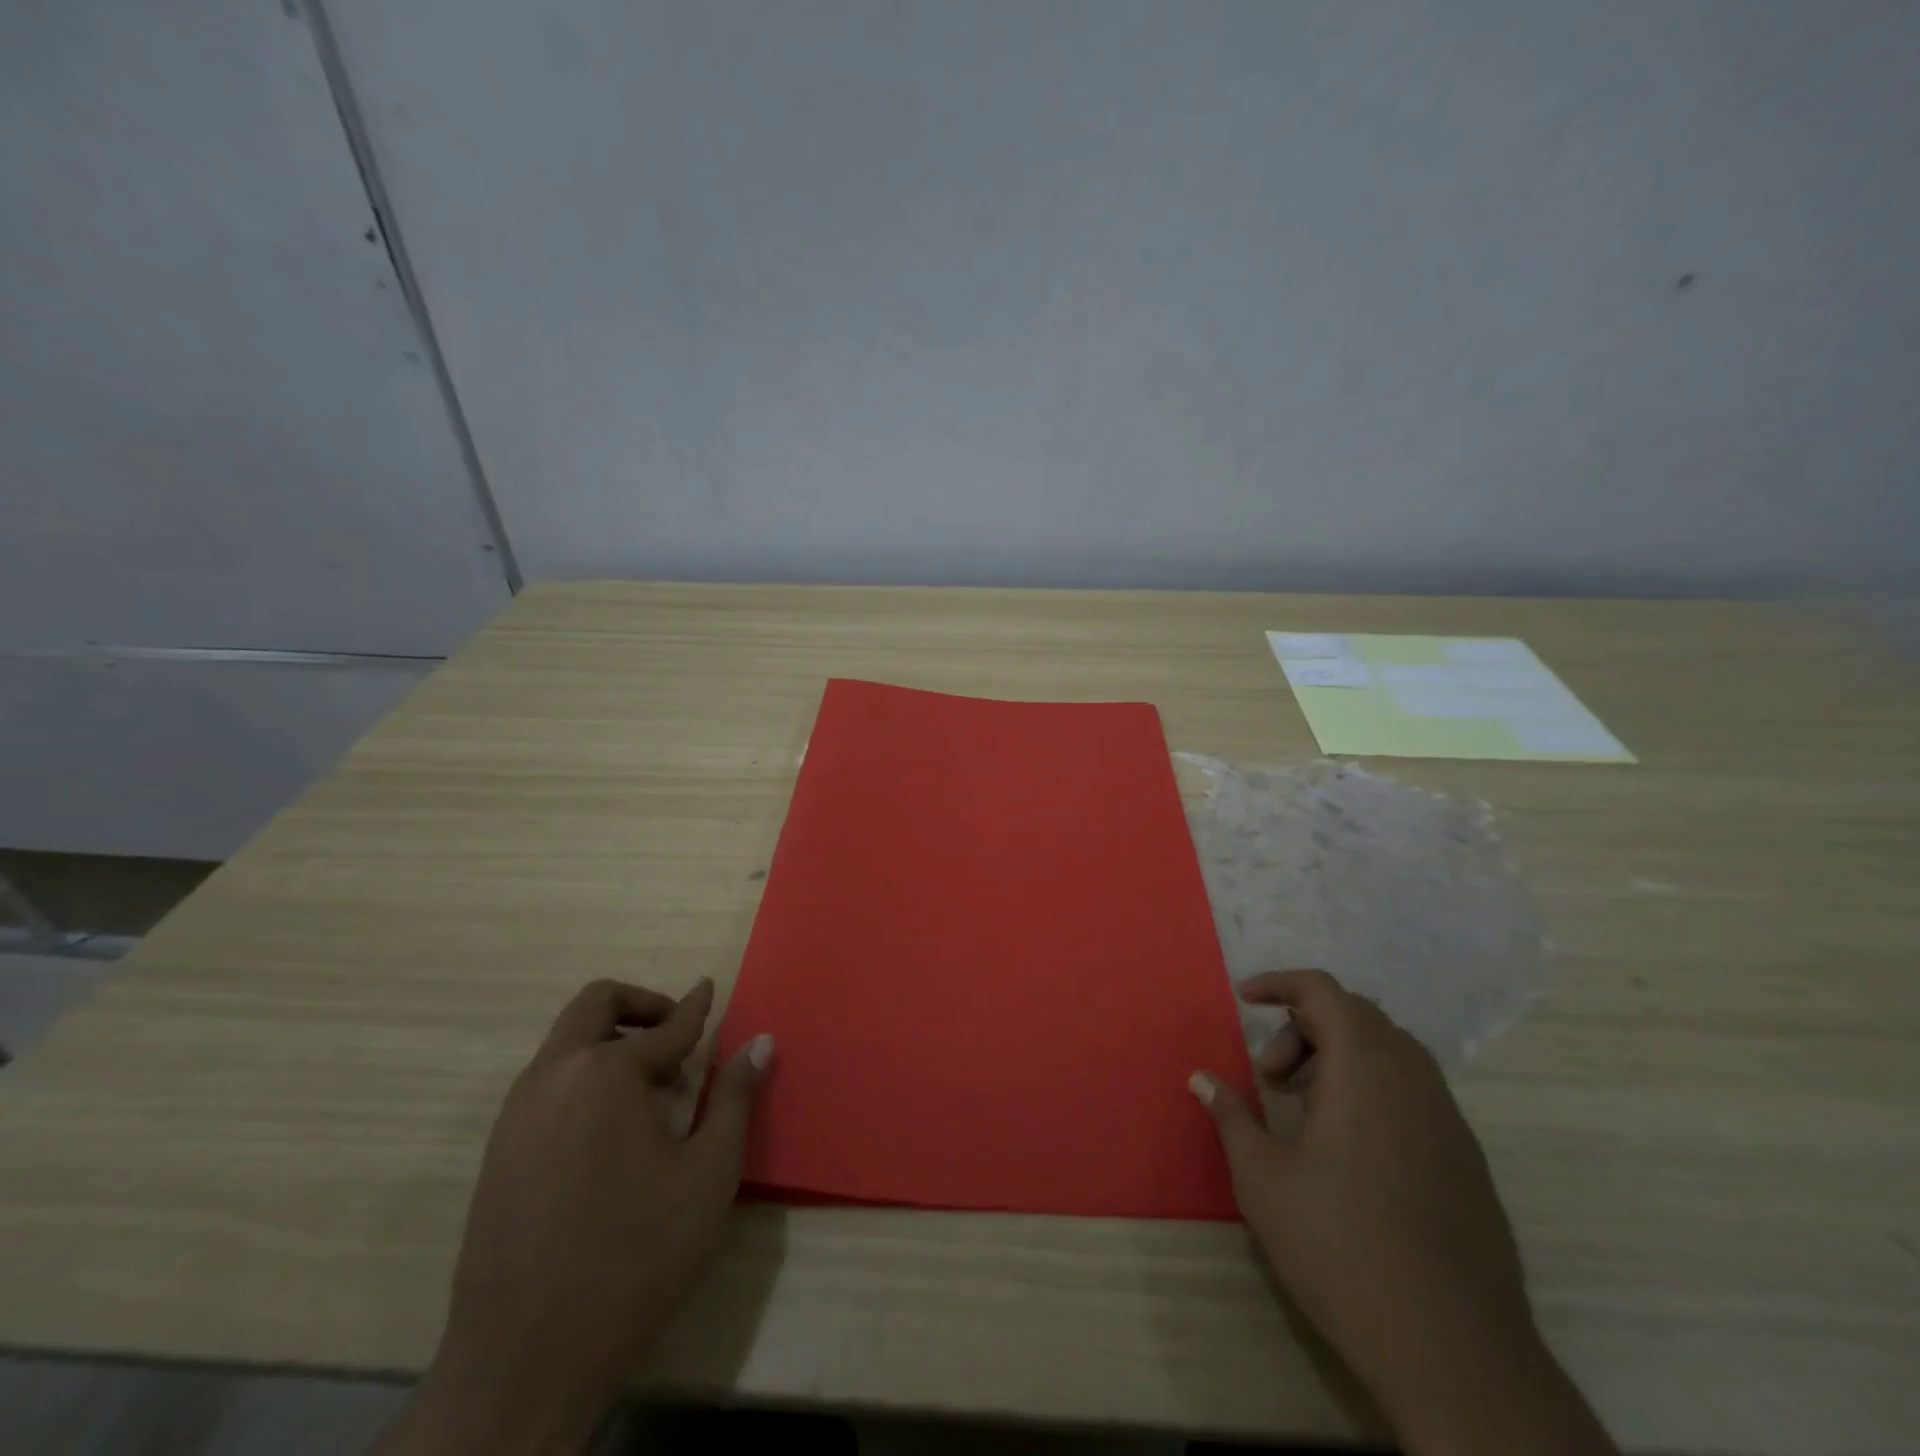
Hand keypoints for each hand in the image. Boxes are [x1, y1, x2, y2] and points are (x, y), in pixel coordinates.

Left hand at [376, 978, 772, 1455]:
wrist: (524, 1358)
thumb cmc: (635, 1255)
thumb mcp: (708, 1173)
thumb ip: (735, 1097)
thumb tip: (761, 1041)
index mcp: (608, 1073)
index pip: (666, 1025)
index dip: (696, 1007)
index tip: (711, 988)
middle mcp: (555, 1075)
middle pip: (595, 1005)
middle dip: (641, 1005)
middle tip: (676, 1036)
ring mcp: (518, 1112)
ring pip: (567, 1042)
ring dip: (611, 1041)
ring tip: (652, 1090)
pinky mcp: (498, 1149)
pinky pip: (547, 1083)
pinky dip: (584, 1076)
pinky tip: (612, 1130)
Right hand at [1191, 970, 1612, 1455]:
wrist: (1455, 1352)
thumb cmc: (1341, 1248)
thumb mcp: (1263, 1179)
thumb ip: (1231, 1116)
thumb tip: (1200, 1078)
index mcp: (1365, 1069)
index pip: (1323, 991)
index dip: (1280, 983)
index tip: (1244, 999)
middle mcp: (1413, 1078)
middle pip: (1355, 1015)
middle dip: (1303, 1027)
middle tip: (1270, 1078)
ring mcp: (1448, 1118)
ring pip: (1388, 1050)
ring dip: (1338, 1056)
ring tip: (1304, 1109)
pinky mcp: (1466, 1157)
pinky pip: (1413, 1088)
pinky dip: (1371, 1087)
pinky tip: (1348, 1147)